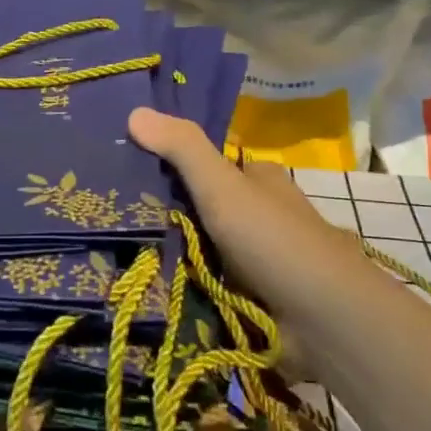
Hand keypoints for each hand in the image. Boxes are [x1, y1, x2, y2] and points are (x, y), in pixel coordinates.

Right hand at [127, 106, 386, 363]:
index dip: (170, 165)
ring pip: (198, 251)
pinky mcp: (249, 300)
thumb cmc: (274, 241)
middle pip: (200, 209)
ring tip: (112, 256)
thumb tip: (134, 110)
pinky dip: (182, 289)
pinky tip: (145, 290)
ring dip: (167, 258)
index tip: (124, 170)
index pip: (208, 164)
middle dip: (163, 217)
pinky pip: (204, 288)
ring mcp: (254, 261)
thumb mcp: (224, 185)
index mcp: (258, 181)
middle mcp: (258, 216)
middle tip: (108, 218)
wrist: (322, 320)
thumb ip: (182, 149)